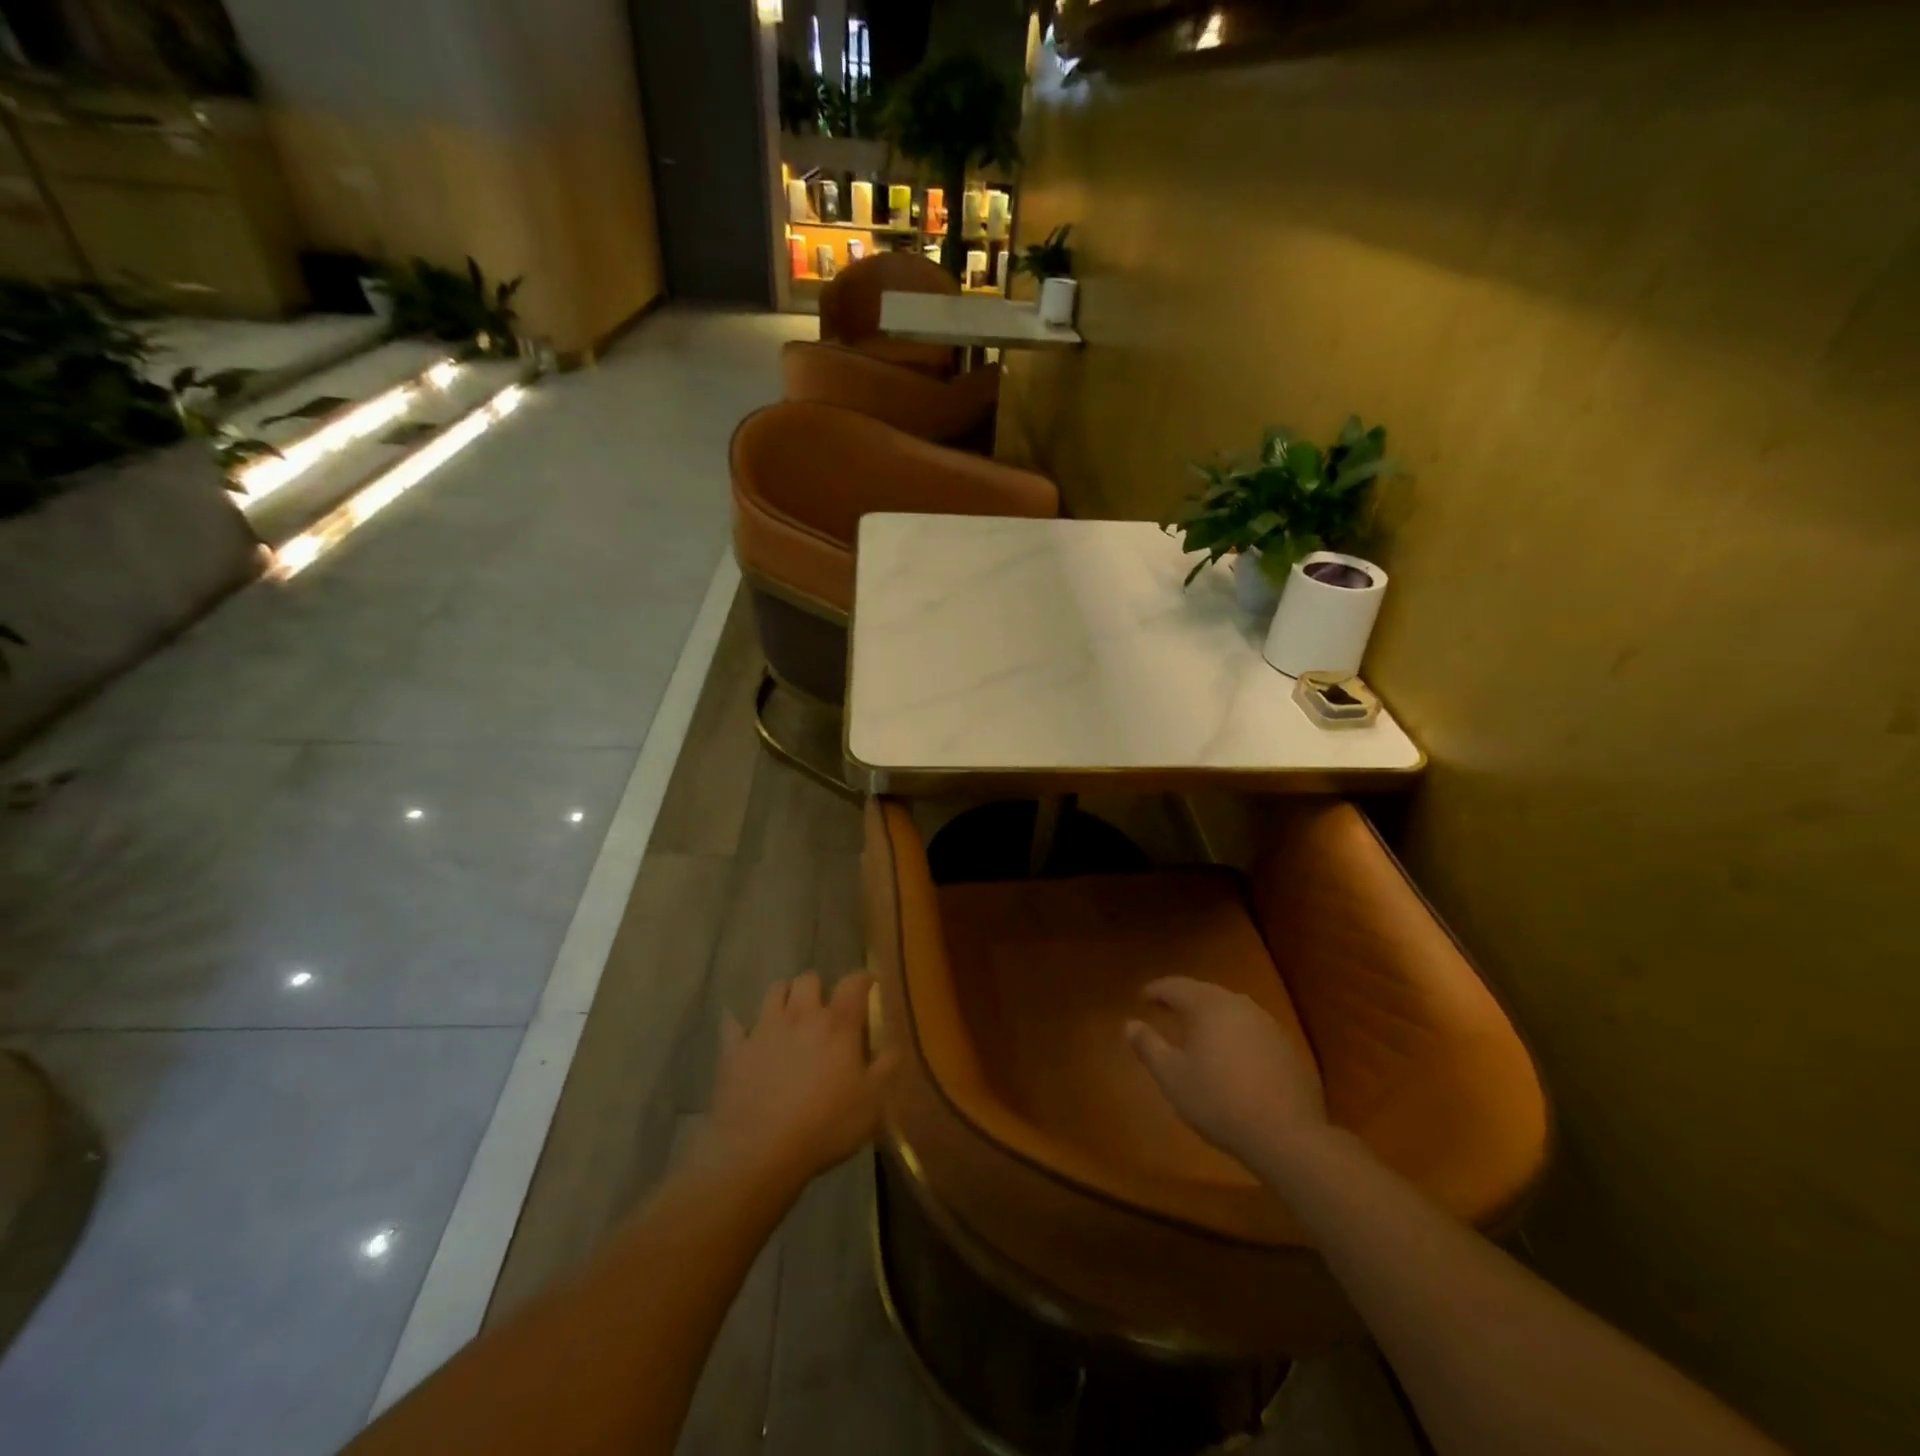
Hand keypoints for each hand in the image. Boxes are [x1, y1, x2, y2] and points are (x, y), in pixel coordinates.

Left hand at [698, 973, 896, 1189]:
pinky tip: (742, 1032)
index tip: (868, 986)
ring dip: (784, 997)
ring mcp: (764, 1029)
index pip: (854, 983)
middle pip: (808, 979)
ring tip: (789, 1016)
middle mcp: (801, 1015)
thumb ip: (886, 1069)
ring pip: (774, 991)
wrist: (758, 1151)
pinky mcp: (734, 1050)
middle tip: (823, 1009)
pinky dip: (738, 1025)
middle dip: (817, 988)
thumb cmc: (824, 1126)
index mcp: (838, 1024)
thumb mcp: (871, 1103)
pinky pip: (732, 1024)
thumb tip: (895, 1046)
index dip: (863, 980)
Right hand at [1126, 976, 1328, 1169]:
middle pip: (1206, 992)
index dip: (1157, 990)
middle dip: (1185, 998)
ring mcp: (1268, 1025)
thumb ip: (1149, 1046)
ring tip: (1199, 1029)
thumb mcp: (1172, 1077)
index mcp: (1208, 1006)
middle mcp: (1239, 1005)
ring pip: (1232, 1009)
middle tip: (1167, 1008)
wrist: (1286, 1136)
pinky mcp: (1288, 1048)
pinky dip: (1236, 1033)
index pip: (1176, 986)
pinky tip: (1232, 1053)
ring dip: (1212, 1014)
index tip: (1143, 996)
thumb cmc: (1218, 1101)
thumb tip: (1129, 1024)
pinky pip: (1252, 1029)